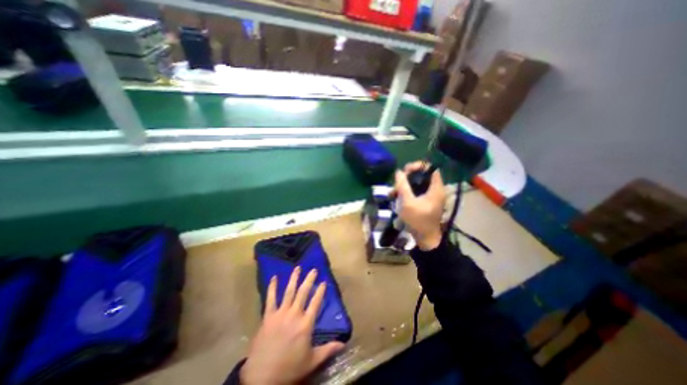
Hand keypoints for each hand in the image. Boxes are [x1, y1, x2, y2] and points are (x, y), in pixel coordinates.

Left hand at [239, 268, 345, 384]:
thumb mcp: (312, 361)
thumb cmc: (289, 368)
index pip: (316, 302)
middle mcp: (295, 314)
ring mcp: (280, 313)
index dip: (320, 291)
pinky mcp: (268, 316)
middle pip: (303, 292)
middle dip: (309, 280)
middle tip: (313, 270)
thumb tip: (344, 343)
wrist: (262, 378)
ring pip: (289, 292)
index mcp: (306, 324)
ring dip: (294, 279)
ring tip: (298, 268)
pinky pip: (270, 299)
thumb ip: (328, 350)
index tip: (324, 282)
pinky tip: (274, 278)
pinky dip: (272, 287)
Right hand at [395, 161, 447, 249]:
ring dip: (404, 186)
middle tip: (397, 182)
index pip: (430, 168)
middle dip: (407, 177)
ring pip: (417, 184)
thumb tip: (398, 172)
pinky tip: (396, 197)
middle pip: (422, 175)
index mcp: (436, 188)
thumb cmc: (418, 221)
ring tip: (392, 193)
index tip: (406, 170)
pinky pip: (416, 192)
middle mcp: (435, 190)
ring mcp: (430, 196)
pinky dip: (406, 192)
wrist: (425, 240)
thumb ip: (403, 186)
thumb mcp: (408, 202)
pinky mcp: (425, 202)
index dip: (418, 166)